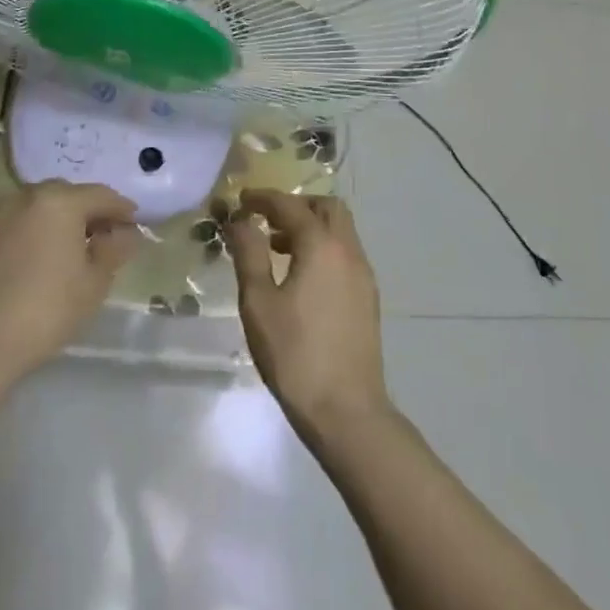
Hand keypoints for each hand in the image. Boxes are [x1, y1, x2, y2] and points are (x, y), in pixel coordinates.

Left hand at [0, 180, 140, 379]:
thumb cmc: (47, 309)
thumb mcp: (94, 282)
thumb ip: (113, 249)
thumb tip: (126, 233)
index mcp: (61, 200)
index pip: (102, 196)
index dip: (122, 210)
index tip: (135, 224)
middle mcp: (27, 195)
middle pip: (68, 195)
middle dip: (88, 211)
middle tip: (105, 236)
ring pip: (39, 207)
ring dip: (59, 220)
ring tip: (72, 248)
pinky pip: (18, 223)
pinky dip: (34, 232)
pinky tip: (41, 258)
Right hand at [226, 189, 389, 437]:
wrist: (347, 411)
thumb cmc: (295, 354)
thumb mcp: (259, 303)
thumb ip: (249, 254)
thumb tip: (241, 220)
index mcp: (322, 246)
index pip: (291, 206)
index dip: (264, 198)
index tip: (241, 200)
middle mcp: (349, 251)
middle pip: (327, 208)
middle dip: (296, 206)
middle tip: (266, 221)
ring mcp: (363, 275)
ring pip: (340, 231)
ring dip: (310, 228)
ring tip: (277, 250)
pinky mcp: (368, 298)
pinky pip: (345, 254)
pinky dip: (323, 249)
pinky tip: (301, 278)